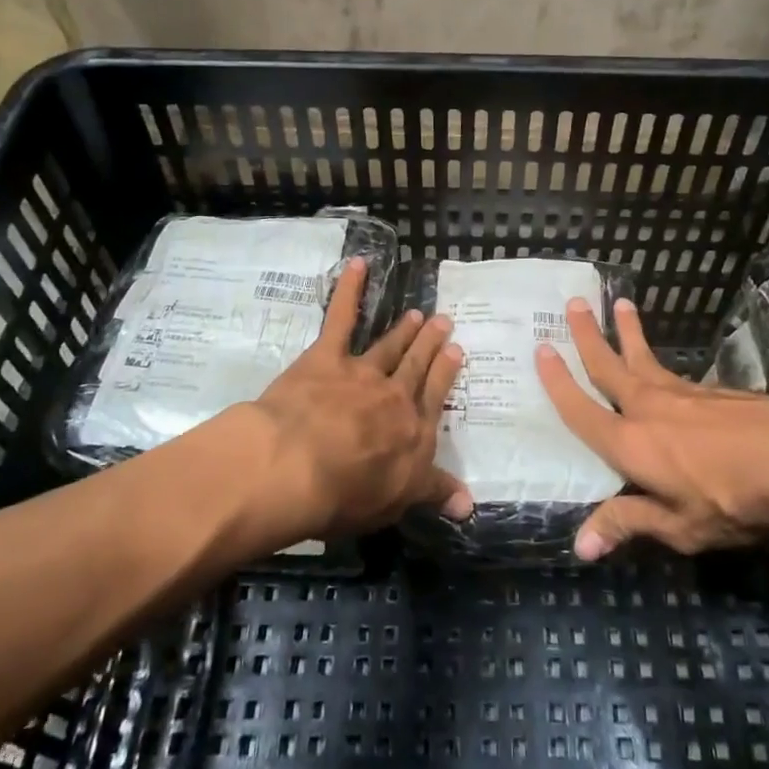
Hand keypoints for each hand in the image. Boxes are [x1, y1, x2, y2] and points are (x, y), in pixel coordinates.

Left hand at [246, 257, 471, 542]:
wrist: (297, 466)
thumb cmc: (347, 494)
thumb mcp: (398, 501)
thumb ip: (434, 493)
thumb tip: (471, 504)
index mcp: (414, 431)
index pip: (435, 397)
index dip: (446, 373)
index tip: (457, 352)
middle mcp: (394, 396)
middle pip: (416, 366)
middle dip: (430, 344)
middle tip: (443, 321)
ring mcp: (361, 372)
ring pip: (388, 345)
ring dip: (403, 329)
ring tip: (416, 314)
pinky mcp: (326, 357)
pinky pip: (341, 317)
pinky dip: (350, 289)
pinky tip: (358, 264)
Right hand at [534, 296, 768, 559]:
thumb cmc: (732, 501)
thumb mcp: (679, 526)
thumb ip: (628, 524)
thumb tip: (579, 546)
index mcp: (629, 443)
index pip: (581, 409)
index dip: (558, 382)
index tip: (541, 349)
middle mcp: (648, 407)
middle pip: (609, 364)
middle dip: (588, 335)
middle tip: (574, 303)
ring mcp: (683, 393)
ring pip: (644, 357)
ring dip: (627, 332)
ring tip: (620, 304)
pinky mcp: (714, 391)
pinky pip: (674, 371)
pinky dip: (660, 359)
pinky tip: (666, 366)